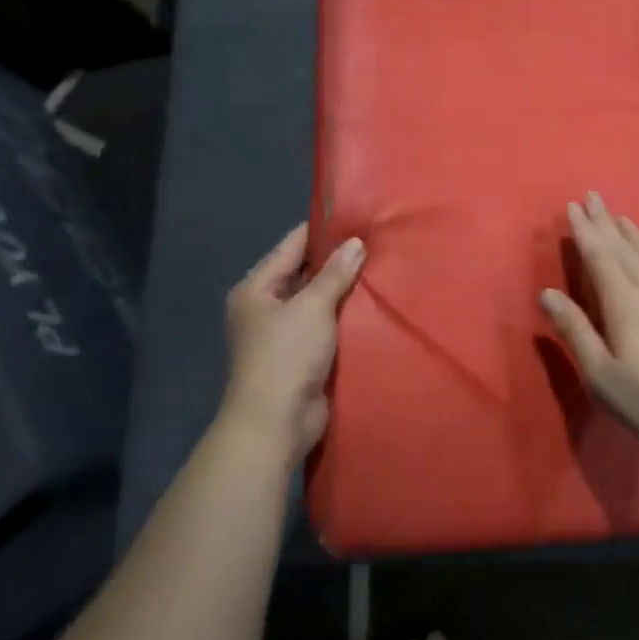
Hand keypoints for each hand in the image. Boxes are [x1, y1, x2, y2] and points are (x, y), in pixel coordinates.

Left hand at [220, 224, 365, 464]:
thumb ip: (334, 274)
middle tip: (376, 243)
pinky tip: (373, 306)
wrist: (276, 422)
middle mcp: (265, 307)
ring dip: (343, 291)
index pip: (291, 246)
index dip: (322, 231)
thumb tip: (355, 243)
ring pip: (317, 301)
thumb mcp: (312, 307)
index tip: (355, 217)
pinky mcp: (301, 356)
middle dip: (337, 261)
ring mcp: (282, 334)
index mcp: (256, 289)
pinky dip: (344, 317)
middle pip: (304, 273)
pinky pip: (325, 326)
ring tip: (381, 269)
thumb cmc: (286, 356)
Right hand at [541, 192, 638, 453]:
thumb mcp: (603, 374)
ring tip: (622, 217)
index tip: (573, 206)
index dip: (584, 231)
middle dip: (606, 222)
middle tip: (593, 196)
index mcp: (623, 302)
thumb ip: (575, 331)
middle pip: (624, 248)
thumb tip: (547, 294)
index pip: (599, 257)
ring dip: (634, 234)